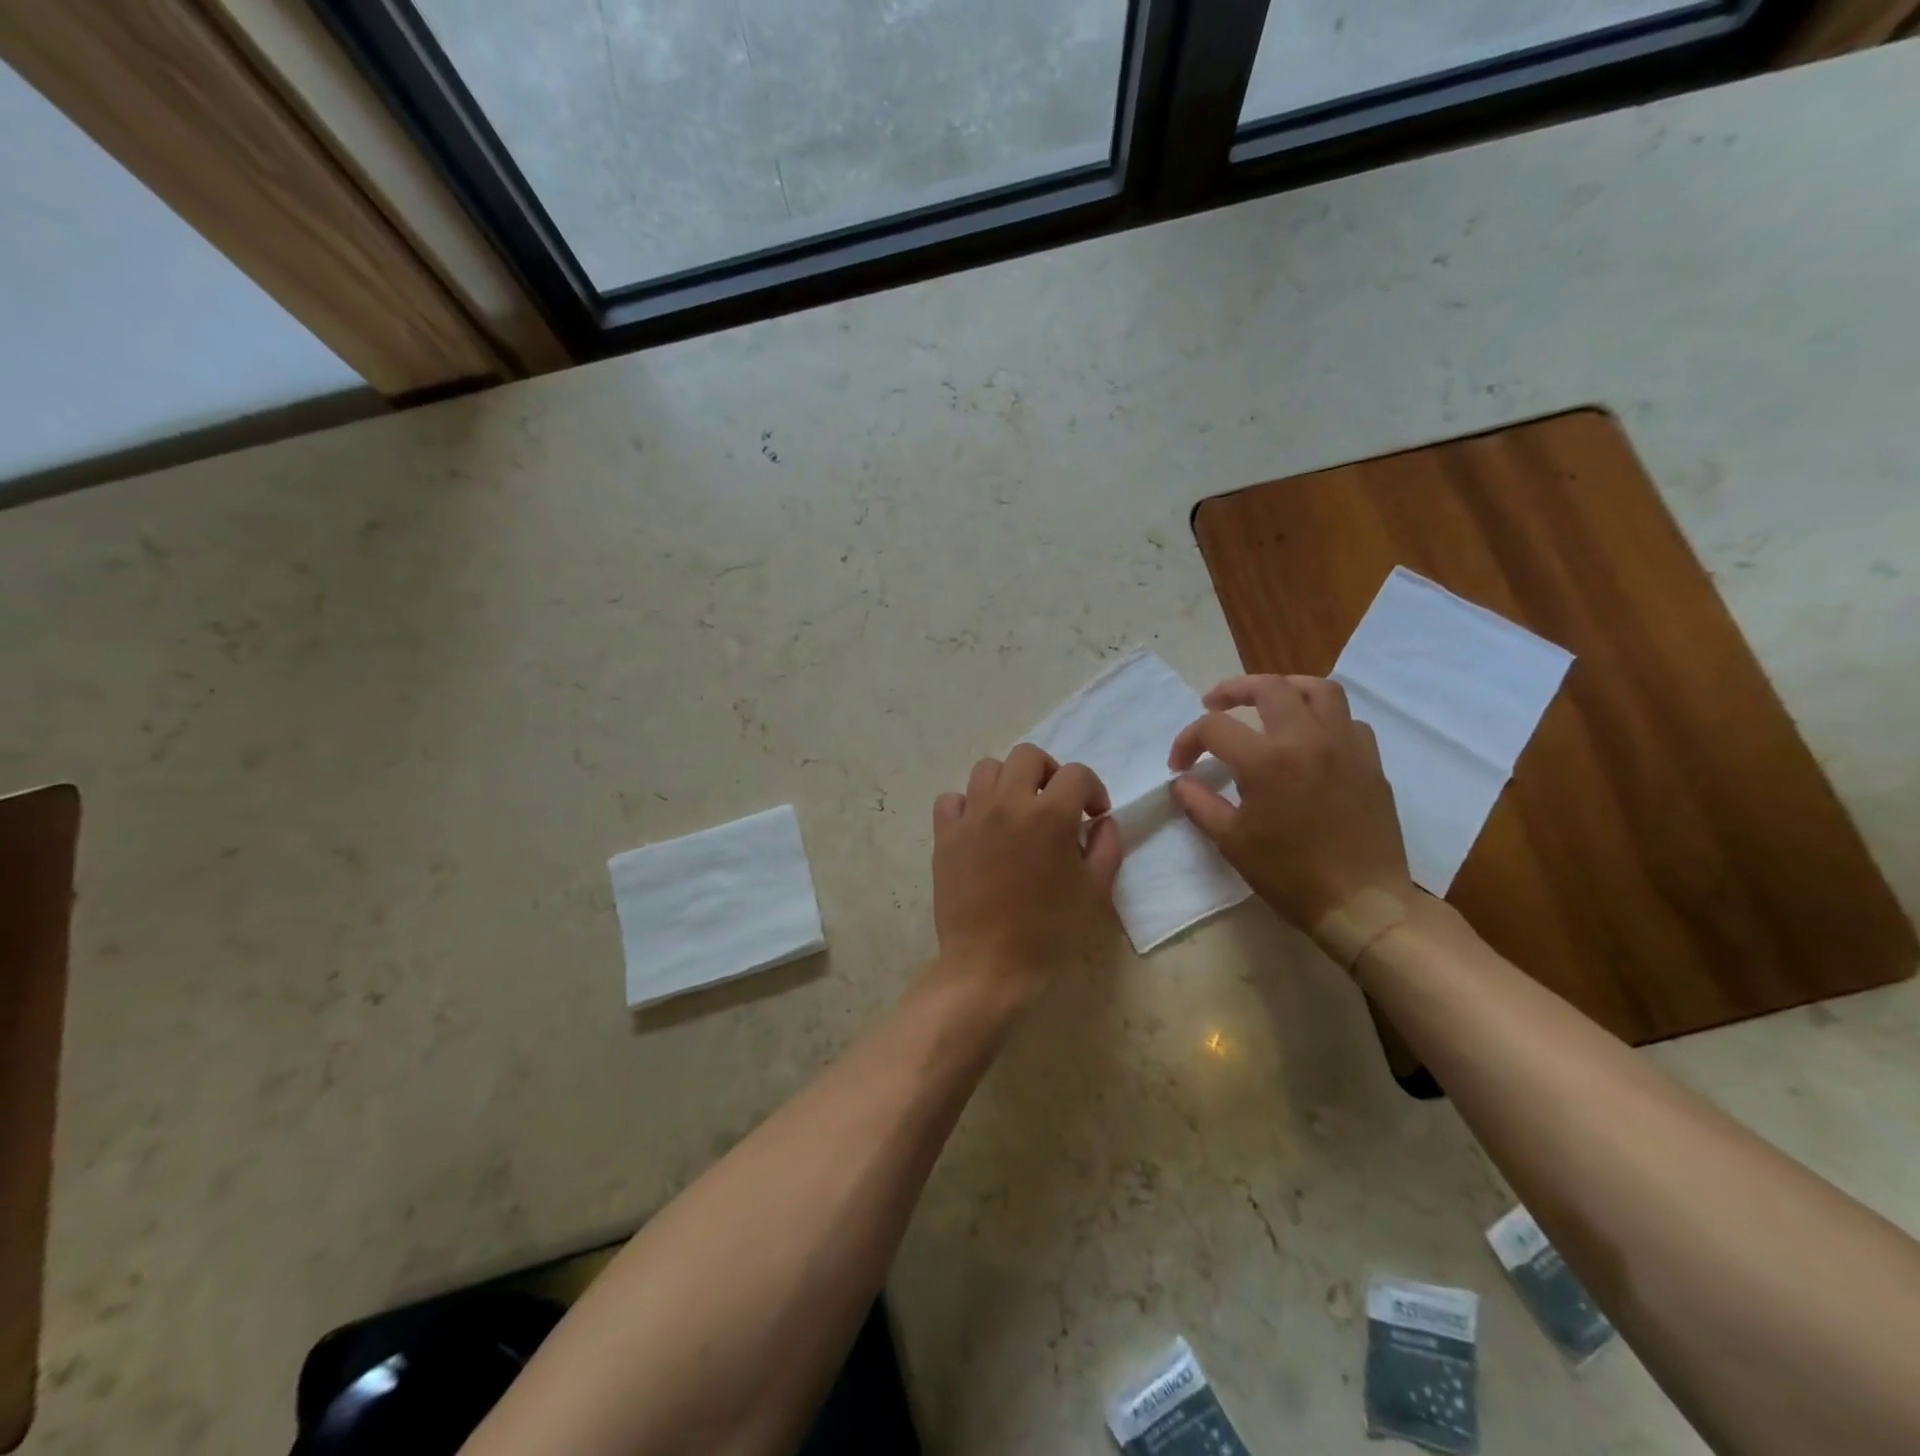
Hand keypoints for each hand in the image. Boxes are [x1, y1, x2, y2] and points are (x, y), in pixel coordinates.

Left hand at [930, 744, 1123, 1006]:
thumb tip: (1101, 821)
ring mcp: (971, 816)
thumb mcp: (1095, 891)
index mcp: (1049, 815)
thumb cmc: (1049, 931)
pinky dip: (967, 804)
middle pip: (1028, 756)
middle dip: (1049, 772)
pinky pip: (952, 799)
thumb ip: (1106, 846)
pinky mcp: (945, 835)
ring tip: (1016, 810)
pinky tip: (980, 827)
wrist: (990, 965)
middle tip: (1055, 803)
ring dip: (1008, 782)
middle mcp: (1007, 803)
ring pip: (987, 768)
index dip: (1092, 789)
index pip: (1076, 774)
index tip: (1093, 814)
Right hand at [1168, 675, 1413, 933]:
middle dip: (1233, 689)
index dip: (1187, 740)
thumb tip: (1181, 782)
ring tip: (1266, 701)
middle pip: (1268, 687)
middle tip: (1214, 703)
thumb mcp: (1232, 842)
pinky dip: (1322, 717)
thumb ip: (1200, 804)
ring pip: (1318, 689)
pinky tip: (1309, 737)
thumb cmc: (1289, 874)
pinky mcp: (1370, 761)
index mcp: (1267, 760)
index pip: (1215, 727)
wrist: (1361, 902)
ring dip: (1285, 687)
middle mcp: (1307, 739)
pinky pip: (1347, 719)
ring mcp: (1345, 746)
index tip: (1179, 764)